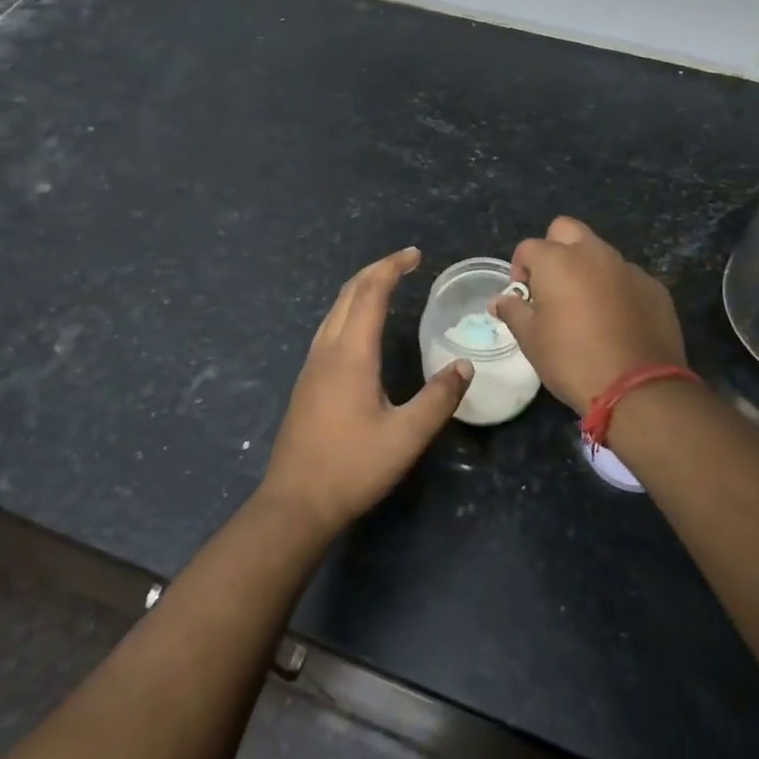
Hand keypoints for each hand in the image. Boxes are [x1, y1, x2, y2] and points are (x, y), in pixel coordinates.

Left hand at [258, 247, 472, 535]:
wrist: (295, 503)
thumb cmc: (352, 467)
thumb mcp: (406, 437)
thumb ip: (438, 399)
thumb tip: (464, 366)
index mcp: (351, 355)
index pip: (369, 294)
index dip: (391, 268)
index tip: (415, 255)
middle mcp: (327, 351)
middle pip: (348, 294)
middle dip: (376, 271)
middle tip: (405, 262)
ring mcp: (312, 366)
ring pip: (334, 311)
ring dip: (360, 289)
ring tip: (386, 284)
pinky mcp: (307, 383)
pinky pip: (329, 328)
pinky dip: (349, 311)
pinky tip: (361, 327)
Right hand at [492, 217, 686, 414]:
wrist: (638, 387)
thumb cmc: (572, 360)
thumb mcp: (531, 340)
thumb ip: (514, 311)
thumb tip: (500, 300)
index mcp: (557, 261)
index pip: (528, 247)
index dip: (520, 269)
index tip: (523, 297)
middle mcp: (593, 254)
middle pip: (567, 230)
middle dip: (554, 249)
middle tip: (552, 286)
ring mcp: (628, 268)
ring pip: (600, 253)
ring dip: (587, 269)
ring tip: (586, 308)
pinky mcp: (654, 287)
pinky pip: (626, 277)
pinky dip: (616, 289)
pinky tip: (617, 322)